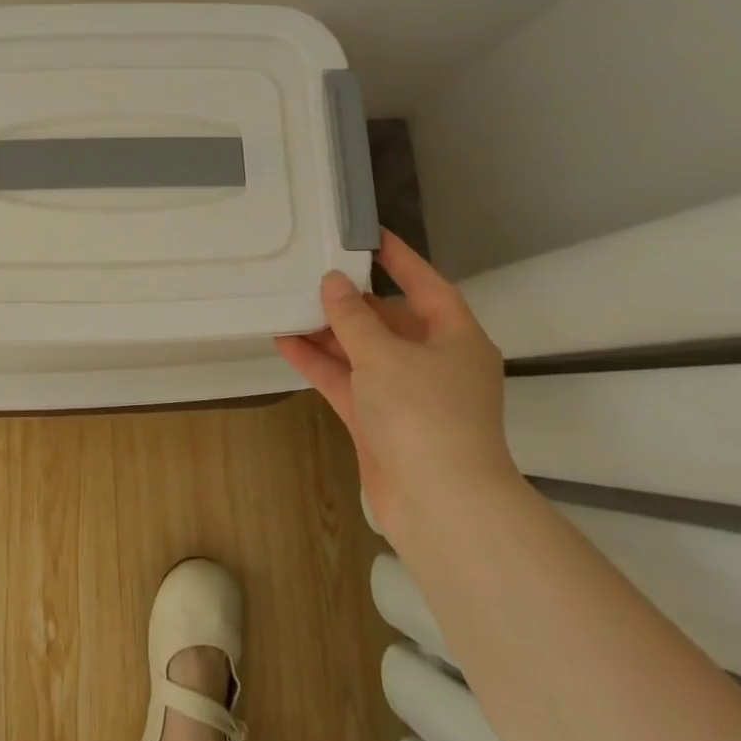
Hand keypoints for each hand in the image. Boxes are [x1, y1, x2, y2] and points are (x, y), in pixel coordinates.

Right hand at [274, 230, 513, 533]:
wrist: (439, 505)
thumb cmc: (423, 413)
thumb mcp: (384, 354)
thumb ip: (352, 317)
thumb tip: (333, 283)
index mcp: (456, 339)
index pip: (427, 286)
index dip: (399, 259)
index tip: (367, 235)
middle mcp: (434, 363)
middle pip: (390, 321)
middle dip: (351, 301)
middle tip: (312, 273)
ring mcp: (406, 395)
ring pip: (363, 352)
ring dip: (328, 333)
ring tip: (288, 303)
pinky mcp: (380, 422)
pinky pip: (347, 381)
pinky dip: (320, 363)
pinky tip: (285, 342)